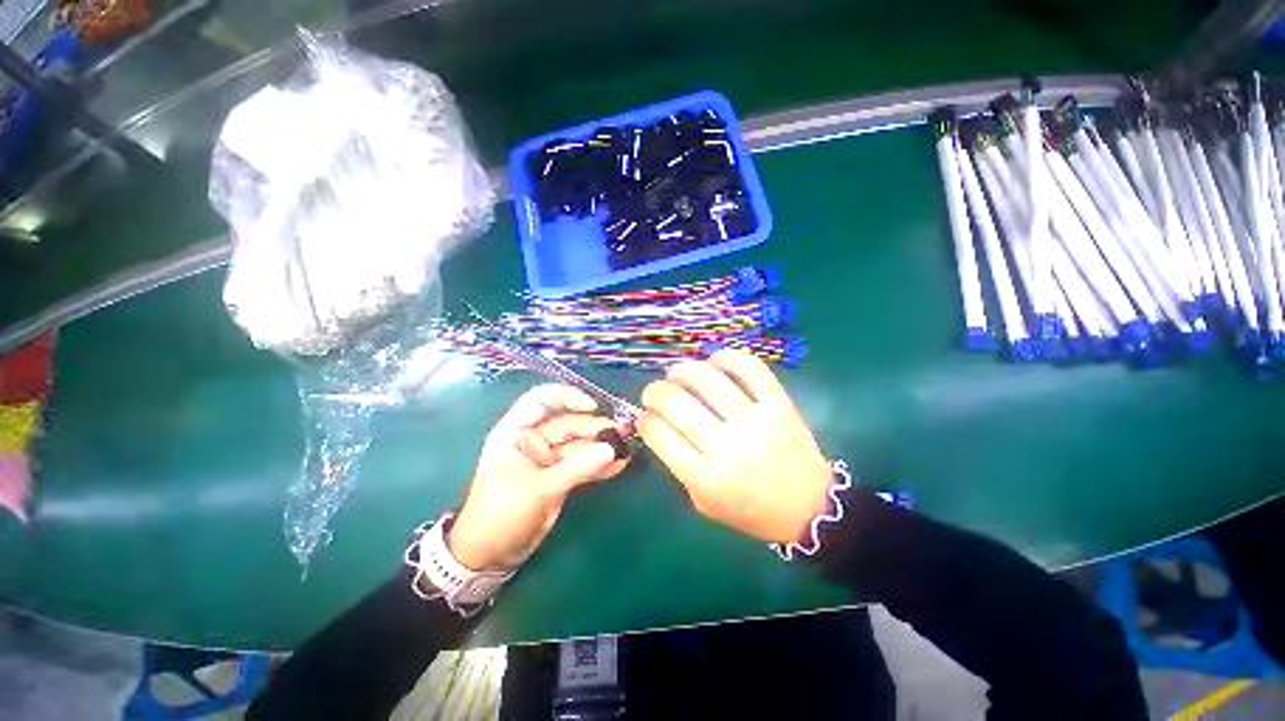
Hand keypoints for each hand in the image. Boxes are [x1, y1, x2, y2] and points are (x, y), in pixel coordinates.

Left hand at [449, 385, 629, 571]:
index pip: (540, 400)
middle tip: (621, 435)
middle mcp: (533, 440)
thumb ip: (577, 467)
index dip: (566, 396)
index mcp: (516, 432)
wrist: (491, 556)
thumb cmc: (501, 515)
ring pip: (579, 445)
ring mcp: (548, 458)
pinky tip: (619, 465)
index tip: (592, 406)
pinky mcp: (559, 476)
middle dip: (594, 428)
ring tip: (625, 450)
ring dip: (601, 447)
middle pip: (568, 423)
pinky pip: (582, 464)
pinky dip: (599, 465)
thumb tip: (612, 449)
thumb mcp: (539, 489)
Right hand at [638, 349, 833, 544]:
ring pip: (706, 378)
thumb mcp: (703, 502)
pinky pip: (749, 367)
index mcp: (705, 477)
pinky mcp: (779, 403)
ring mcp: (755, 420)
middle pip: (675, 402)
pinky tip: (714, 362)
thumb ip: (677, 465)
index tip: (645, 415)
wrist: (808, 507)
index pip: (658, 434)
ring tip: (678, 374)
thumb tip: (657, 423)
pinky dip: (726, 357)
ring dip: (682, 370)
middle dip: (654, 391)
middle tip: (655, 392)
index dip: (644, 418)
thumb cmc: (750, 509)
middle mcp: (727, 445)